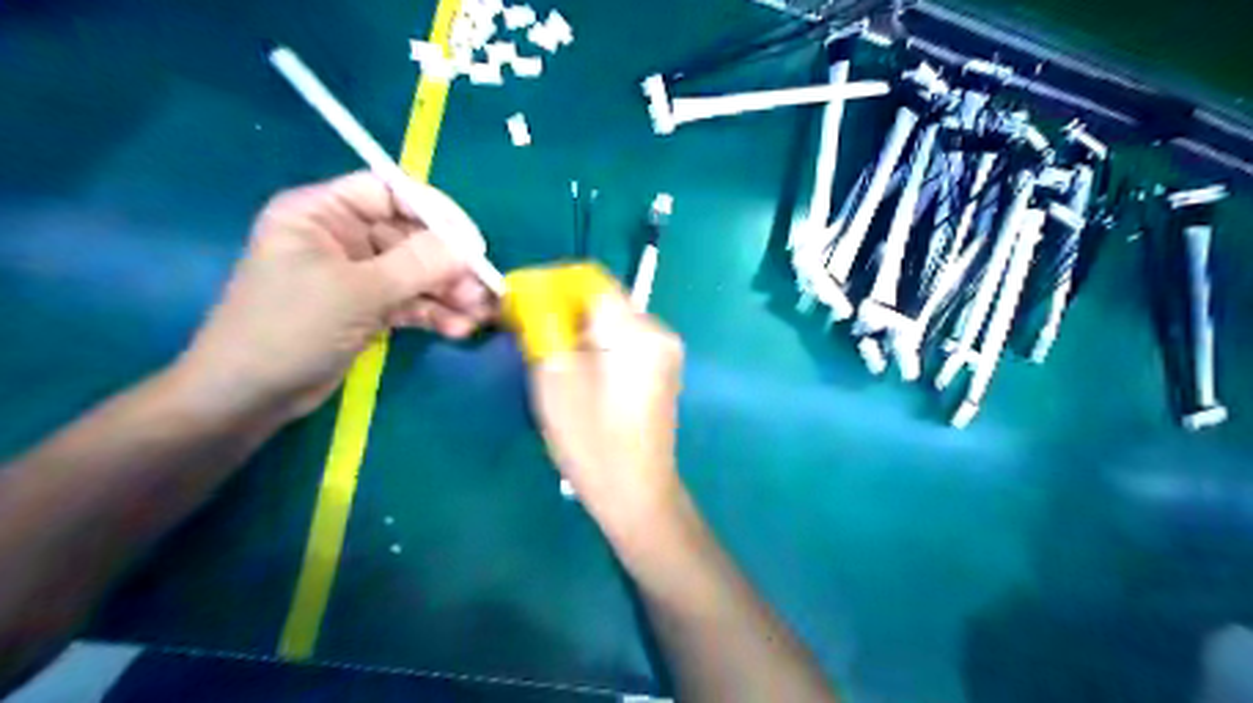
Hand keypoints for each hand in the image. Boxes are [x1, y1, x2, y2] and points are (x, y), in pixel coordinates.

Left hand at [175, 169, 499, 423]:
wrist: (250, 396)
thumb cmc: (291, 328)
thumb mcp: (358, 292)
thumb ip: (417, 264)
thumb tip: (468, 247)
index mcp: (322, 213)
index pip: (390, 192)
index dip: (436, 213)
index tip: (473, 243)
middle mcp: (341, 237)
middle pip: (411, 237)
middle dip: (449, 266)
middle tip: (483, 291)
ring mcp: (356, 274)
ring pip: (416, 273)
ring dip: (449, 294)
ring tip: (478, 316)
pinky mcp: (367, 307)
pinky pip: (410, 301)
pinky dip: (434, 314)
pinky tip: (457, 330)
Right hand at [528, 287, 684, 539]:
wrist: (636, 491)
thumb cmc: (591, 440)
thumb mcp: (554, 380)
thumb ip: (542, 329)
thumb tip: (530, 299)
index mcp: (633, 330)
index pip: (591, 279)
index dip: (554, 283)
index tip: (525, 301)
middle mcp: (658, 330)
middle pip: (605, 298)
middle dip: (565, 307)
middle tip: (534, 333)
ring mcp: (667, 351)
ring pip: (615, 319)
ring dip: (582, 327)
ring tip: (556, 356)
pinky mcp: (665, 368)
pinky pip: (627, 339)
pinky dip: (601, 342)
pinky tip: (584, 371)